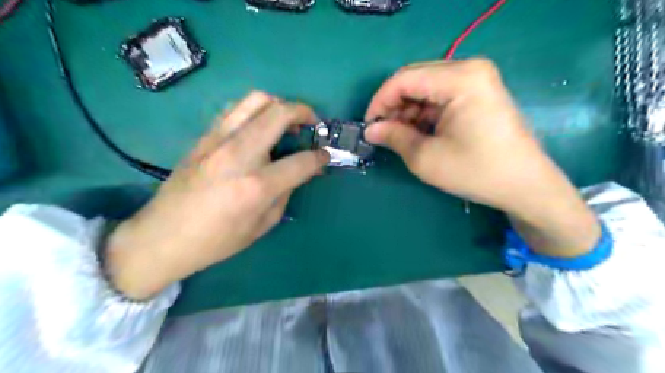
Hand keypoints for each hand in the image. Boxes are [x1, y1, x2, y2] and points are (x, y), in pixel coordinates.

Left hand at [105, 92, 329, 297]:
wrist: (163, 236)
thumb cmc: (217, 240)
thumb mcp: (262, 225)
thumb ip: (286, 192)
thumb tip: (302, 171)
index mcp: (257, 186)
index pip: (301, 161)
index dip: (320, 157)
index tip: (325, 156)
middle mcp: (239, 155)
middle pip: (279, 113)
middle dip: (304, 112)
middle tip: (312, 124)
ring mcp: (218, 140)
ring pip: (256, 100)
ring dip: (280, 105)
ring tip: (287, 120)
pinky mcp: (204, 137)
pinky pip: (237, 110)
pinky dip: (257, 112)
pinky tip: (260, 128)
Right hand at [363, 60, 603, 258]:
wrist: (525, 186)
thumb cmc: (476, 172)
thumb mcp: (426, 158)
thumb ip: (394, 137)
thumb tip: (370, 130)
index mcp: (460, 78)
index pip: (404, 79)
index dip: (379, 101)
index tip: (368, 126)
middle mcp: (469, 69)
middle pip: (415, 79)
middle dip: (393, 106)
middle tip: (382, 133)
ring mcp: (477, 80)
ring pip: (425, 88)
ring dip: (407, 111)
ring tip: (399, 136)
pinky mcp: (478, 93)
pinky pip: (439, 96)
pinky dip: (423, 113)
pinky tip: (417, 133)